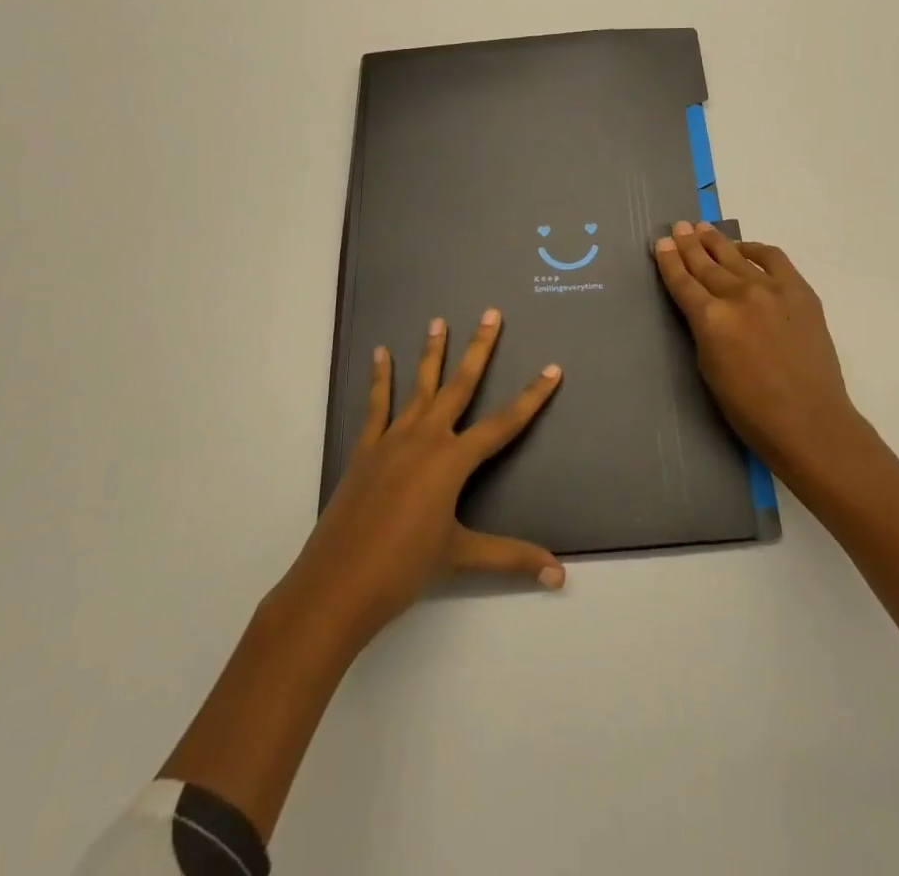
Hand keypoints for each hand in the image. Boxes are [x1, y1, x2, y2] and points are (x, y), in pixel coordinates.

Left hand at [277, 308, 565, 651]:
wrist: (338, 584)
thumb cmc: (405, 568)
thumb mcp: (461, 557)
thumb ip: (511, 557)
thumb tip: (560, 574)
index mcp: (453, 461)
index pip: (504, 423)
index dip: (532, 397)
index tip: (552, 369)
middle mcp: (426, 438)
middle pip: (460, 385)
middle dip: (479, 348)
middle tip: (490, 313)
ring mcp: (393, 439)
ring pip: (419, 386)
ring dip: (431, 352)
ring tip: (438, 320)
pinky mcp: (366, 448)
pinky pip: (377, 405)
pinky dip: (380, 378)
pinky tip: (380, 353)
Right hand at [653, 221, 865, 488]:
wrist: (809, 421)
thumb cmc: (750, 409)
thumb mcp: (709, 369)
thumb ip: (703, 330)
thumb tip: (704, 307)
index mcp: (710, 319)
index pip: (683, 282)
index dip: (670, 262)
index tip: (662, 244)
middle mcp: (738, 296)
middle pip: (706, 264)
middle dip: (689, 245)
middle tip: (678, 227)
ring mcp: (771, 289)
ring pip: (735, 256)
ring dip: (715, 241)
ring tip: (701, 227)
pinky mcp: (799, 291)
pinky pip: (772, 258)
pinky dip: (754, 249)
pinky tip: (743, 247)